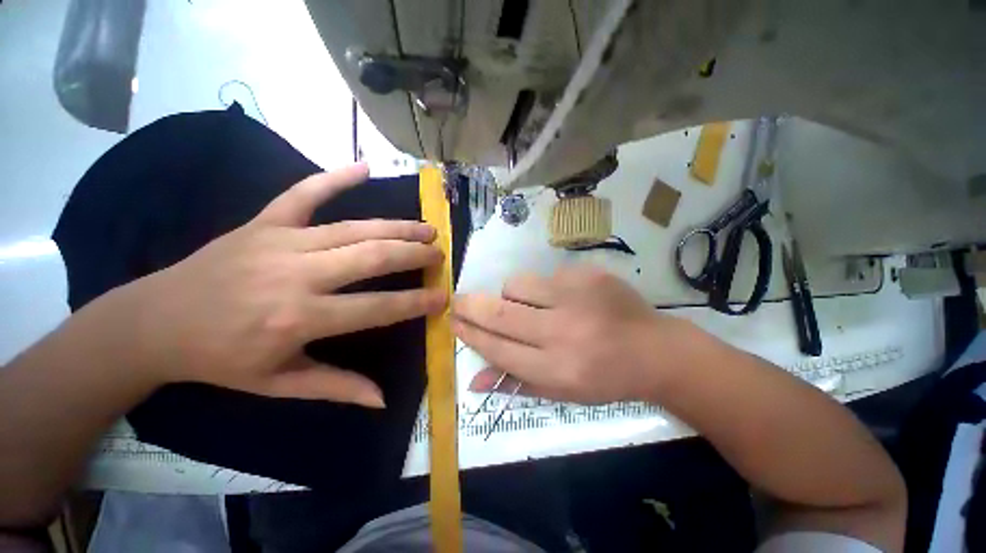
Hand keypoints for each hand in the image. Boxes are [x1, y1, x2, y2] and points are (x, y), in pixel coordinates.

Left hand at [128, 163, 444, 407]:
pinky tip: (363, 167)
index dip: (415, 303)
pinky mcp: (263, 222)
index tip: (442, 297)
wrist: (155, 322)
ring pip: (354, 228)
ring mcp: (280, 242)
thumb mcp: (279, 383)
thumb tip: (382, 399)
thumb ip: (337, 388)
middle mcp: (297, 275)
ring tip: (426, 228)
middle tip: (439, 254)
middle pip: (372, 257)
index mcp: (300, 319)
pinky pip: (303, 193)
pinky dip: (334, 178)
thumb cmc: (221, 359)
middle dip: (414, 255)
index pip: (376, 308)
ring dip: (396, 227)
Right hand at [452, 266, 697, 403]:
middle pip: (500, 314)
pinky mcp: (588, 275)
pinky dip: (542, 288)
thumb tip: (473, 381)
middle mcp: (562, 332)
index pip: (498, 348)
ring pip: (518, 285)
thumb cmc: (605, 378)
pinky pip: (546, 276)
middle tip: (458, 301)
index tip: (454, 322)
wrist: (655, 350)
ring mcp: (576, 298)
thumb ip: (516, 384)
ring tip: (525, 305)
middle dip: (471, 306)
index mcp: (556, 369)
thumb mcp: (561, 393)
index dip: (471, 334)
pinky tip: (562, 299)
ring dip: (511, 295)